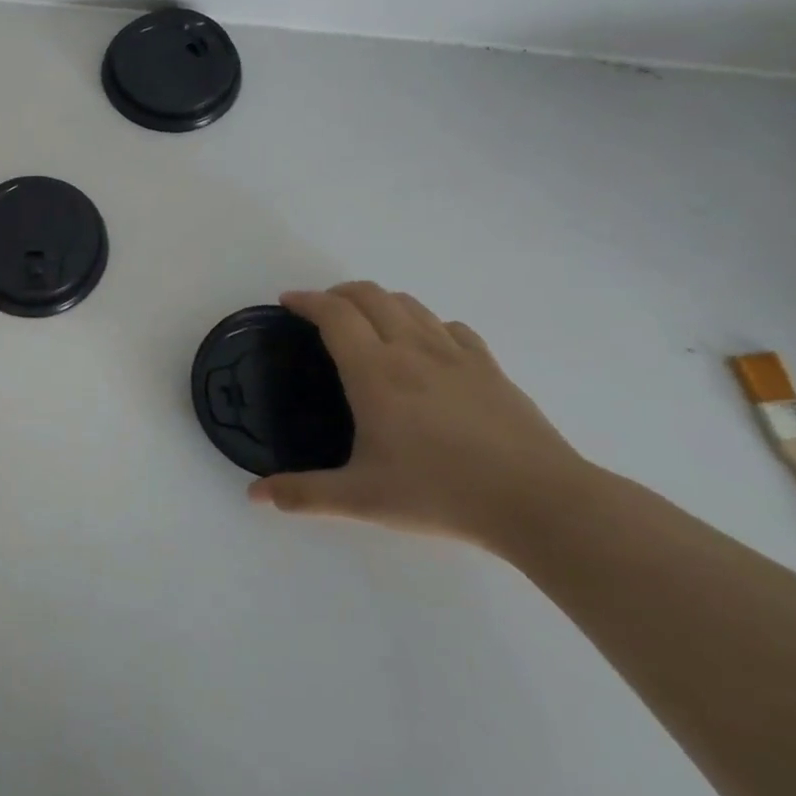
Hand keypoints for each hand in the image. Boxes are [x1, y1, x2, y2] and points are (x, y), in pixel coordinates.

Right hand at [247, 282, 589, 546]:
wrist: (540, 502)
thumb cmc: (441, 493)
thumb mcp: (362, 499)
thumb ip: (303, 494)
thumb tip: (255, 496)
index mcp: (374, 371)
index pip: (334, 314)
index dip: (306, 300)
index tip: (287, 302)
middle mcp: (411, 349)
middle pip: (370, 295)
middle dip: (338, 293)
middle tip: (320, 311)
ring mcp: (456, 354)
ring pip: (410, 304)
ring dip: (379, 302)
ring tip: (366, 323)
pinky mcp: (490, 368)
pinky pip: (450, 327)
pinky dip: (425, 323)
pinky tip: (424, 347)